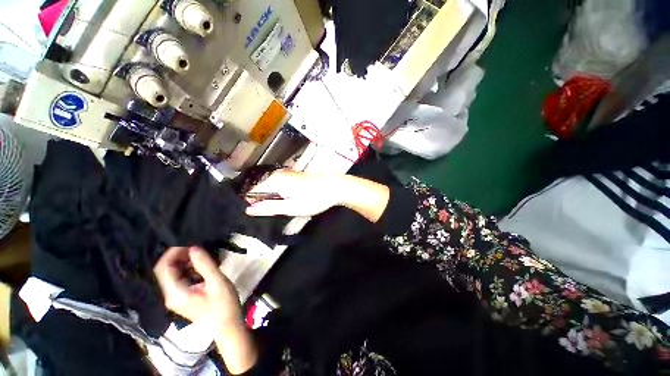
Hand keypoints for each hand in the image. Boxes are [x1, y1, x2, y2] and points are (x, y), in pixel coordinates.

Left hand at [154, 246, 240, 327]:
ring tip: (201, 254)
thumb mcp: (217, 283)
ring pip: (172, 274)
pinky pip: (179, 278)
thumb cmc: (224, 304)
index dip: (172, 252)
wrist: (227, 325)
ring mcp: (175, 297)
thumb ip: (205, 265)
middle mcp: (170, 295)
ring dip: (184, 261)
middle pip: (165, 270)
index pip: (163, 268)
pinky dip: (188, 269)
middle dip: (179, 256)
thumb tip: (194, 247)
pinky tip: (201, 265)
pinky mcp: (182, 297)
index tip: (189, 242)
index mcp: (175, 293)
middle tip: (197, 246)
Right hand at [245, 170, 345, 216]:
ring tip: (284, 209)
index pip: (252, 192)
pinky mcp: (295, 178)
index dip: (252, 204)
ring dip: (274, 200)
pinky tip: (291, 202)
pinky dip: (282, 196)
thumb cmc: (315, 198)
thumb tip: (249, 210)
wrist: (336, 187)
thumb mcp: (291, 207)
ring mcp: (288, 175)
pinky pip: (281, 187)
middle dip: (264, 203)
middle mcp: (279, 175)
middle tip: (273, 214)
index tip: (258, 214)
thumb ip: (269, 208)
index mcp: (275, 181)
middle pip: (262, 190)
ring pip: (272, 189)